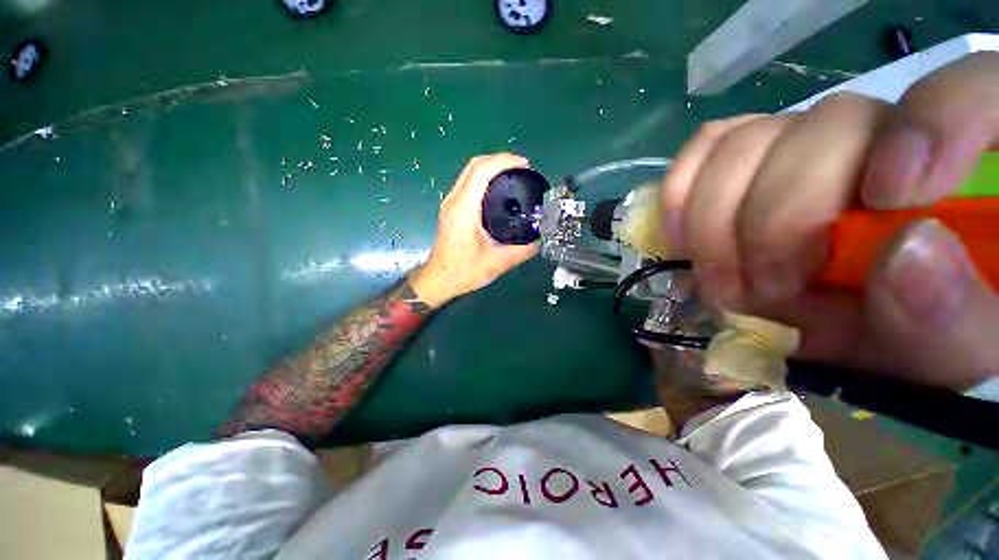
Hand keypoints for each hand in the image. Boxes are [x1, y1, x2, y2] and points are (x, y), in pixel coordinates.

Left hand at [409, 154, 538, 307]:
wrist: (439, 280)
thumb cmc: (464, 271)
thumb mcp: (498, 262)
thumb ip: (523, 250)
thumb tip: (539, 240)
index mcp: (464, 208)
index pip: (482, 170)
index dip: (504, 161)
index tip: (525, 165)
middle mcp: (454, 200)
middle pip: (475, 165)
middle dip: (499, 160)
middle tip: (522, 170)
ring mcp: (450, 204)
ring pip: (469, 172)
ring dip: (491, 168)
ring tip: (513, 177)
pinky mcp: (451, 210)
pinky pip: (468, 183)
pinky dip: (484, 179)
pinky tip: (499, 192)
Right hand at [660, 53, 998, 389]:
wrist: (851, 331)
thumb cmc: (914, 341)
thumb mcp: (948, 356)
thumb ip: (953, 321)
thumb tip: (908, 255)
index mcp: (970, 170)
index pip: (971, 91)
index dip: (931, 125)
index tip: (886, 200)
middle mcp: (884, 134)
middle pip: (828, 123)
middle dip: (780, 216)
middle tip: (767, 291)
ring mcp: (806, 144)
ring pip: (748, 140)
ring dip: (718, 219)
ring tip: (725, 281)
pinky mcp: (750, 162)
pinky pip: (706, 149)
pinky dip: (682, 193)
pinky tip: (682, 238)